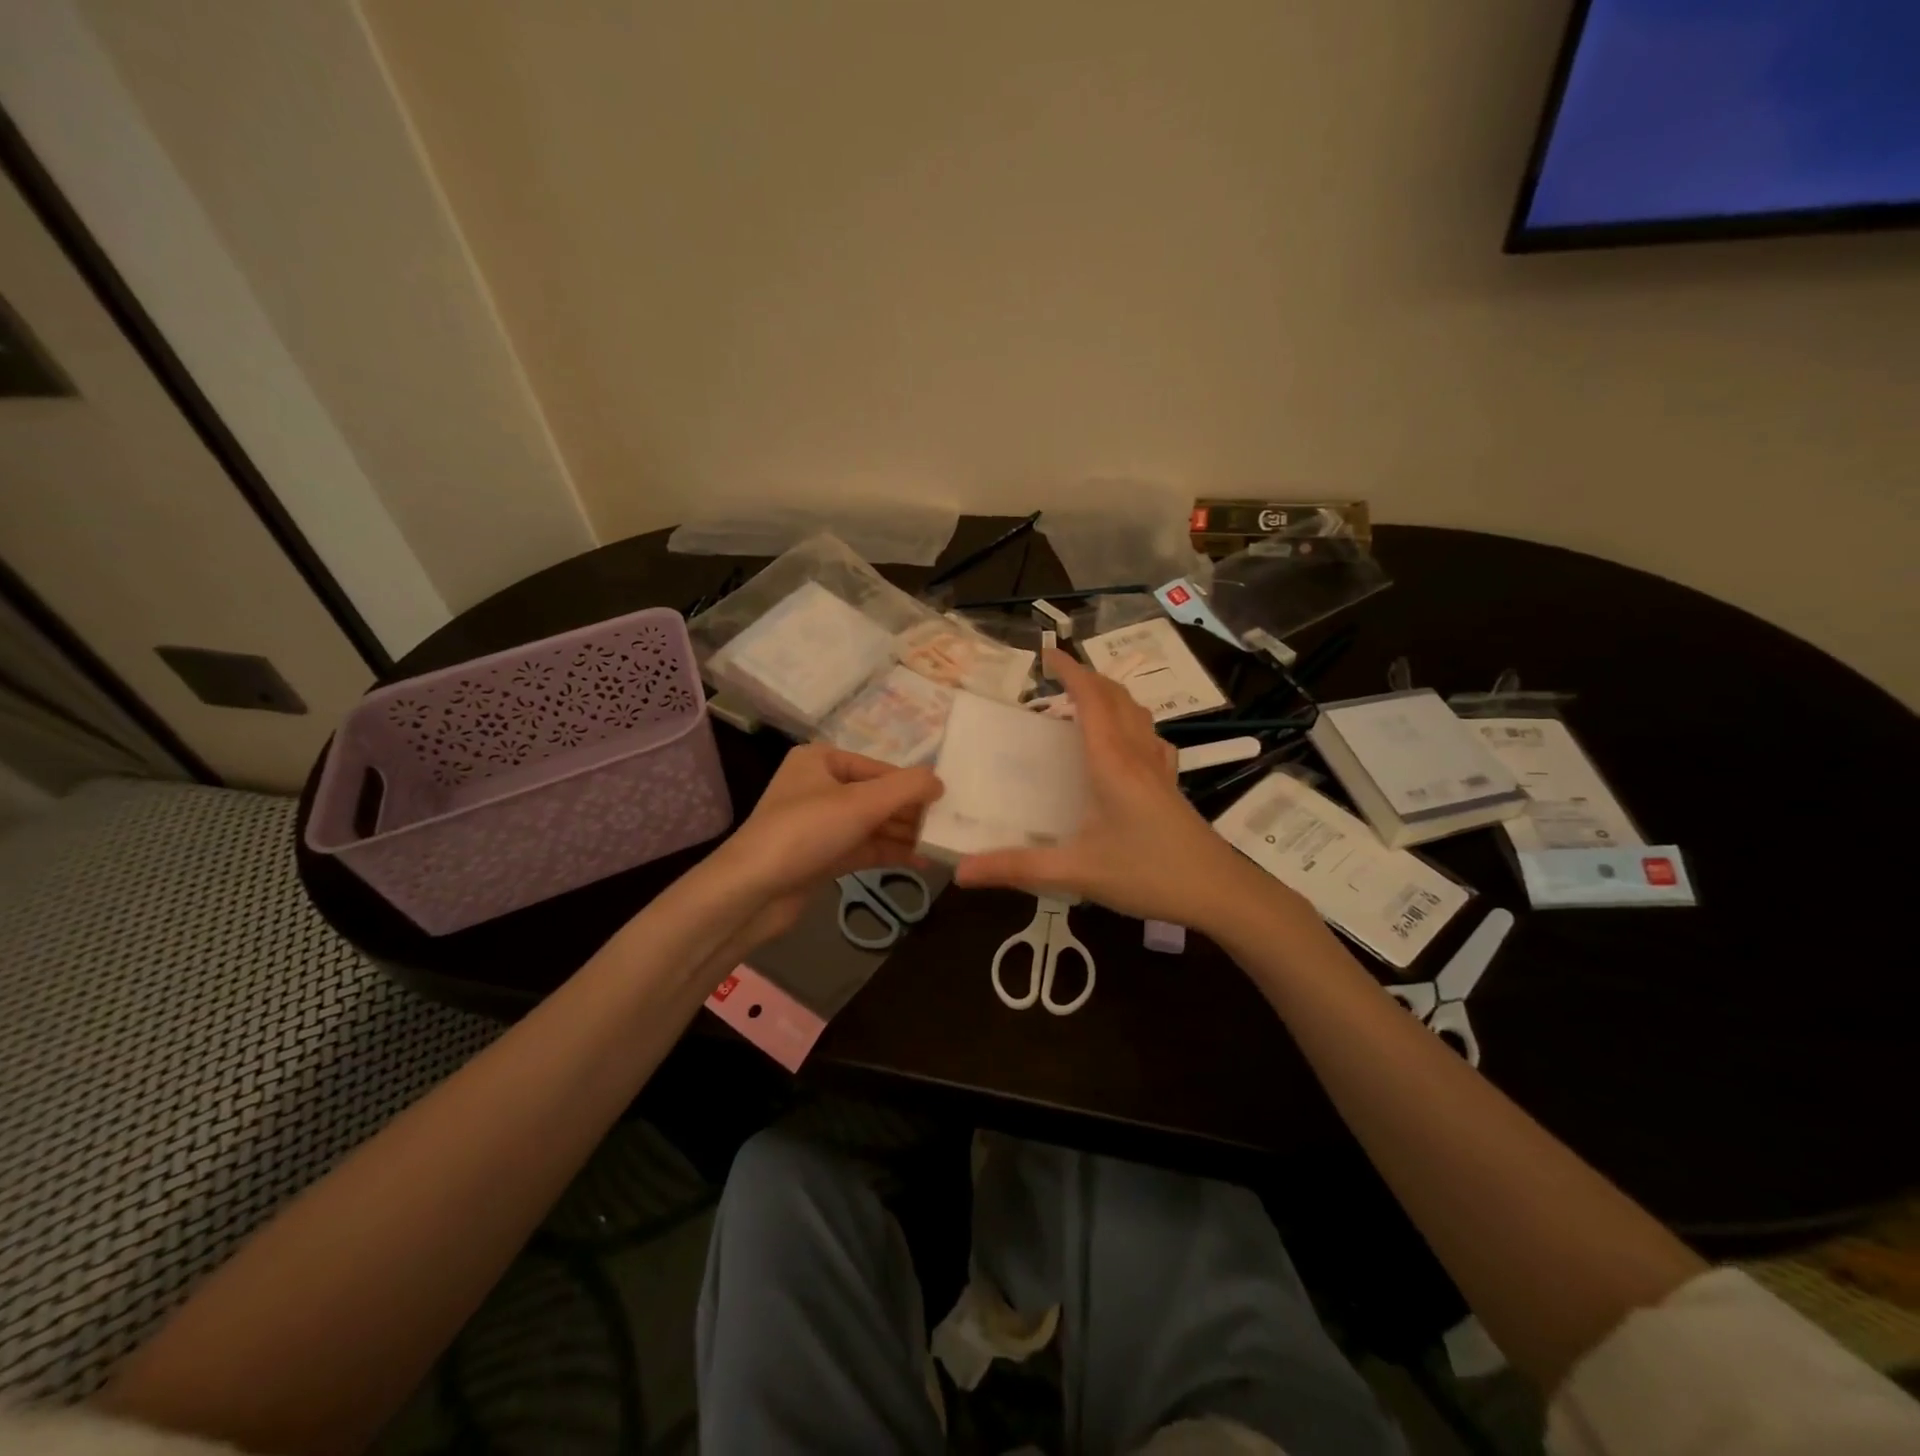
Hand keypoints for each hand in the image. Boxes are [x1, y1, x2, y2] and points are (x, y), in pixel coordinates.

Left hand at [712, 744, 941, 939]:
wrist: (751, 892)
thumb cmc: (805, 832)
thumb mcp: (861, 803)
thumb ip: (907, 788)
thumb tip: (940, 782)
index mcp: (822, 760)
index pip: (881, 768)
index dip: (914, 786)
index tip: (949, 803)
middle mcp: (820, 786)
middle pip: (878, 796)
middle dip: (912, 812)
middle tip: (951, 827)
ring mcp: (820, 823)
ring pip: (873, 824)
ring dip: (905, 834)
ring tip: (943, 845)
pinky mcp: (822, 855)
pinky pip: (865, 848)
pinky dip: (891, 853)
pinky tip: (923, 862)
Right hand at [954, 649, 1269, 926]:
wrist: (1219, 893)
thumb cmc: (1148, 875)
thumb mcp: (1077, 872)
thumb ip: (1018, 868)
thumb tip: (960, 871)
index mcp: (1111, 763)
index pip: (1090, 700)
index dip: (1069, 671)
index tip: (1045, 654)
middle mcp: (1136, 756)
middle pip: (1116, 698)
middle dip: (1087, 677)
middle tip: (1057, 674)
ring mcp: (1158, 769)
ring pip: (1137, 713)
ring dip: (1111, 695)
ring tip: (1085, 701)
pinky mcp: (1170, 786)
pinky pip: (1150, 738)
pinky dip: (1132, 723)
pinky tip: (1126, 743)